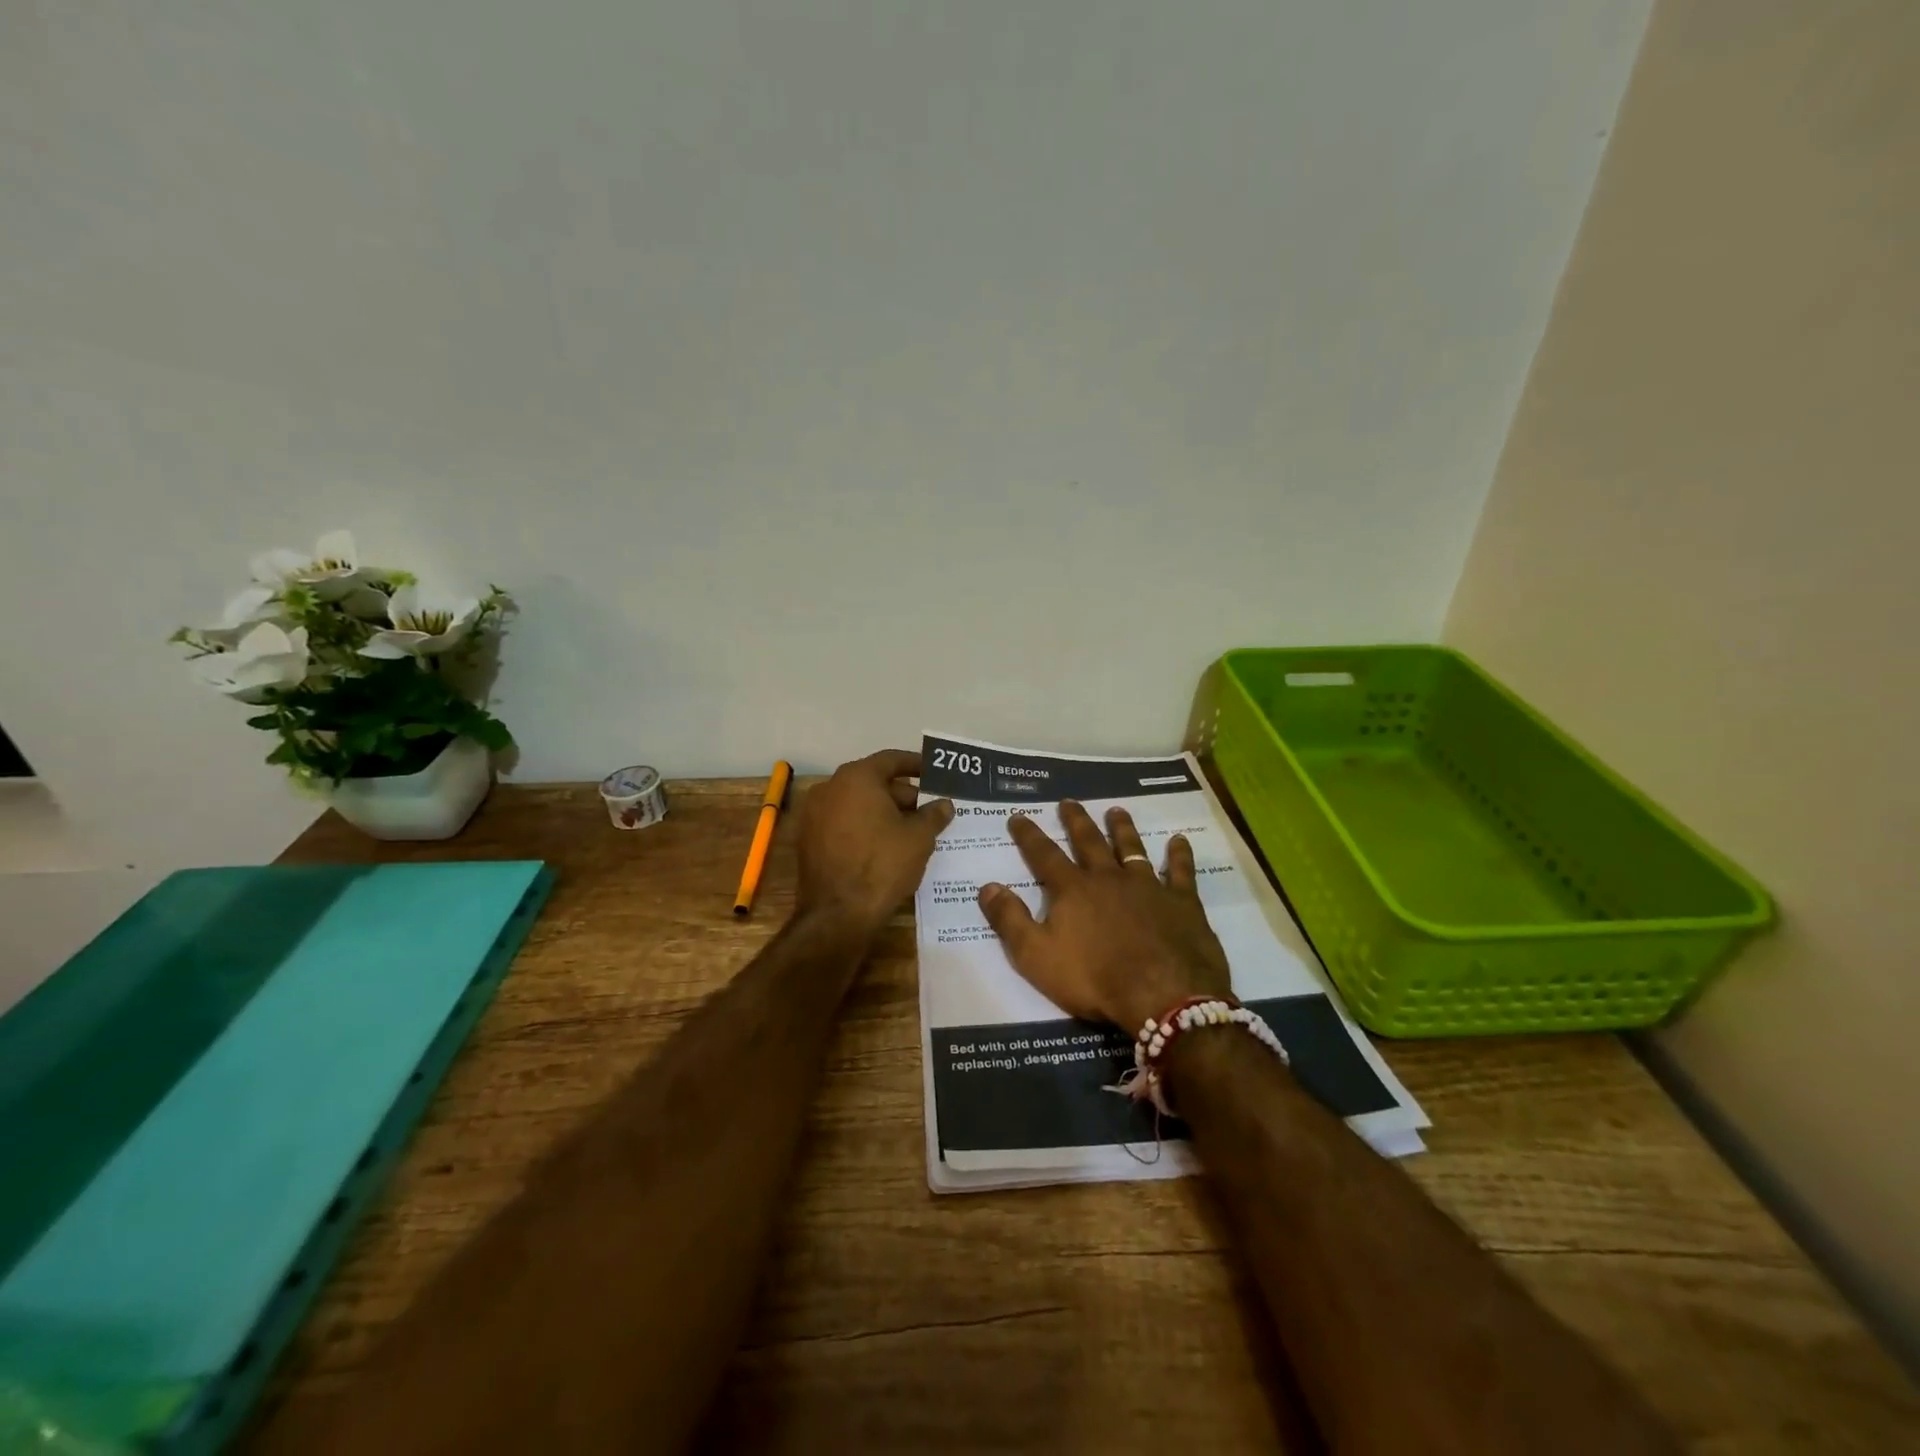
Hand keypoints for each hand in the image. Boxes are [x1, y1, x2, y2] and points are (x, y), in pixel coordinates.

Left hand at [798, 749, 953, 938]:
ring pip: (857, 803)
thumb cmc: (882, 865)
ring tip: (911, 829)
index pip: (890, 760)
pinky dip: (864, 826)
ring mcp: (814, 814)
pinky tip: (885, 844)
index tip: (933, 772)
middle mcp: (830, 788)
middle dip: (902, 794)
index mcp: (856, 778)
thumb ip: (934, 815)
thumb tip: (944, 804)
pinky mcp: (809, 839)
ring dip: (883, 811)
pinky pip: (843, 822)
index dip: (915, 764)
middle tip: (928, 809)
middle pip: (872, 781)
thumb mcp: (919, 838)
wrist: (838, 914)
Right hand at [978, 801, 1231, 1031]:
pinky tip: (1179, 841)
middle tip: (1068, 801)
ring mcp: (1148, 886)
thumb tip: (987, 886)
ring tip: (1116, 810)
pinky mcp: (1181, 902)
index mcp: (1073, 890)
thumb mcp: (1036, 956)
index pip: (1044, 855)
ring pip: (1131, 848)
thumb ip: (1010, 919)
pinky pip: (1180, 871)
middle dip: (1075, 820)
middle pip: (1089, 842)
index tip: (1018, 816)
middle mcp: (1108, 878)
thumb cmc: (1094, 978)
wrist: (1162, 995)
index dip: (1028, 835)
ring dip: (1122, 828)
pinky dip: (1179, 855)